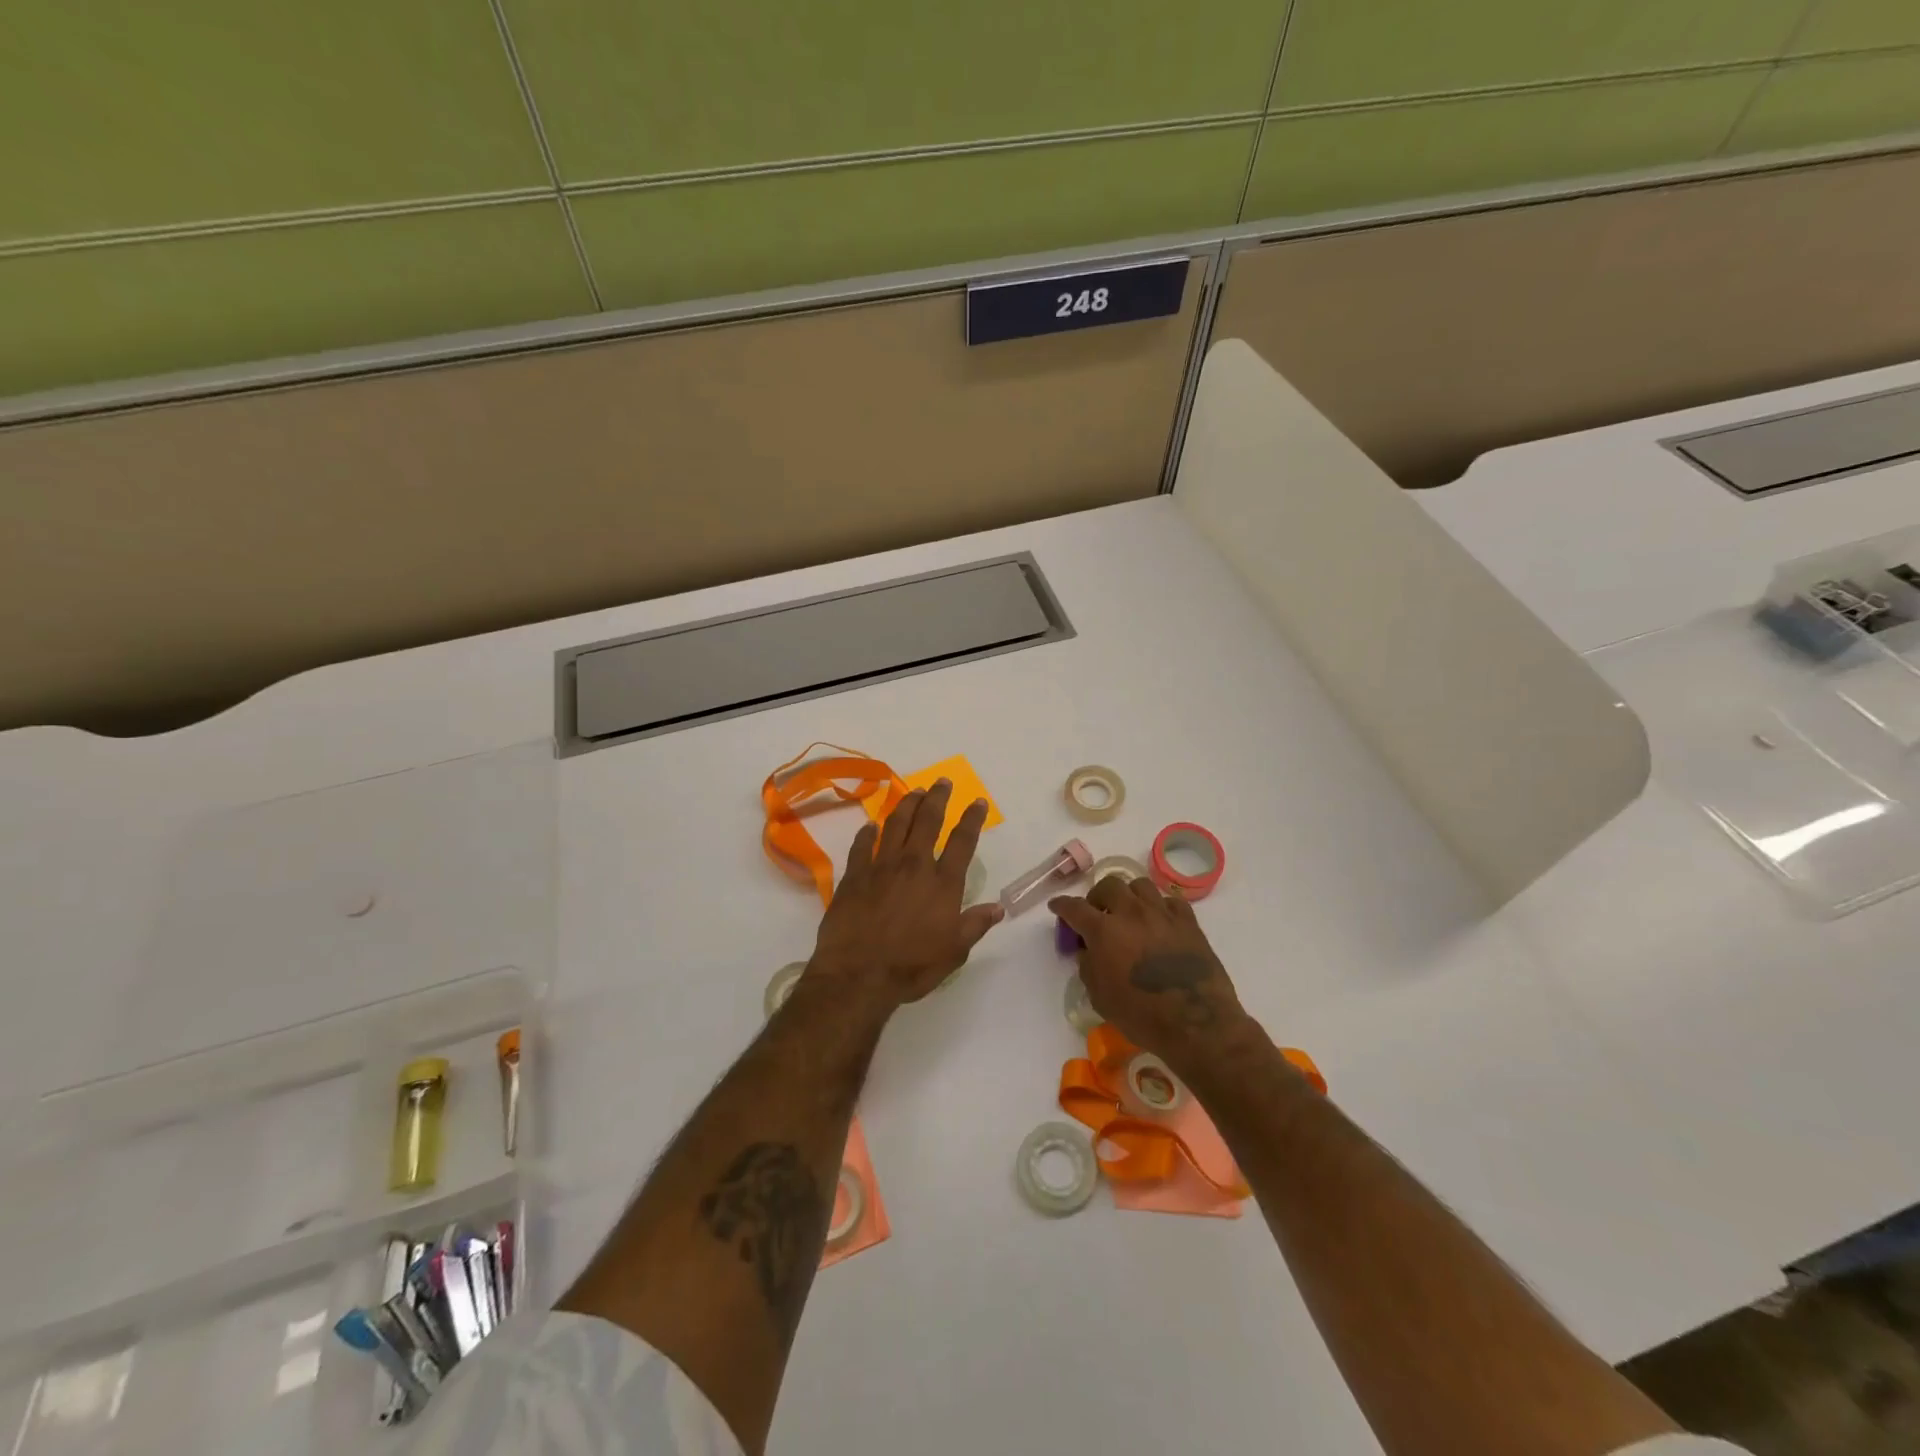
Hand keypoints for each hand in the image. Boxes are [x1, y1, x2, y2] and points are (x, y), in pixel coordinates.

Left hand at [805, 780, 1003, 1011]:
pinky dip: (867, 833)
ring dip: (906, 805)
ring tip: (914, 792)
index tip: (977, 801)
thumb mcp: (954, 952)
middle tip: (941, 782)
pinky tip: (870, 826)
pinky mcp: (854, 876)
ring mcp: (881, 867)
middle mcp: (913, 865)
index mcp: (942, 883)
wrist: (858, 975)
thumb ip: (975, 925)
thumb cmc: (911, 967)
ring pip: (895, 825)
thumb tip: (998, 908)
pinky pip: (861, 845)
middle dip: (937, 798)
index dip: (971, 818)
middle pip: (927, 821)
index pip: (962, 841)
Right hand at [1050, 876, 1252, 1068]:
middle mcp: (1131, 913)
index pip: (1075, 908)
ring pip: (1140, 885)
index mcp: (1104, 931)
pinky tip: (1159, 922)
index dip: (1062, 906)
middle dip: (1098, 896)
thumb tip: (1089, 950)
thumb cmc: (1141, 1015)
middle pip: (1109, 885)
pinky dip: (1160, 907)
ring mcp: (1162, 914)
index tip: (1056, 906)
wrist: (1196, 1023)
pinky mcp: (1188, 922)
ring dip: (1129, 895)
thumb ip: (1089, 966)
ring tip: (1129, 912)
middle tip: (1098, 913)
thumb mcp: (1100, 997)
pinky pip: (1170, 901)